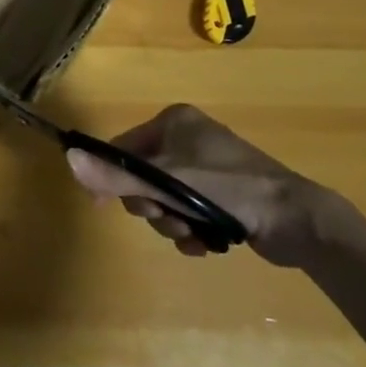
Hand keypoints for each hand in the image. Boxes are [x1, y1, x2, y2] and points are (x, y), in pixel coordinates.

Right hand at [65, 103, 344, 265]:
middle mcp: (188, 138)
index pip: (123, 147)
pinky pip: (188, 211)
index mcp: (173, 121)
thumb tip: (68, 159)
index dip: (112, 176)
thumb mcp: (167, 181)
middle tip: (169, 218)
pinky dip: (191, 230)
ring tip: (193, 235)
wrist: (298, 221)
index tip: (106, 206)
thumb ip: (117, 174)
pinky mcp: (224, 195)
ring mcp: (208, 167)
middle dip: (152, 205)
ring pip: (166, 199)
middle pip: (144, 177)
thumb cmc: (229, 188)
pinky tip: (205, 244)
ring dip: (172, 222)